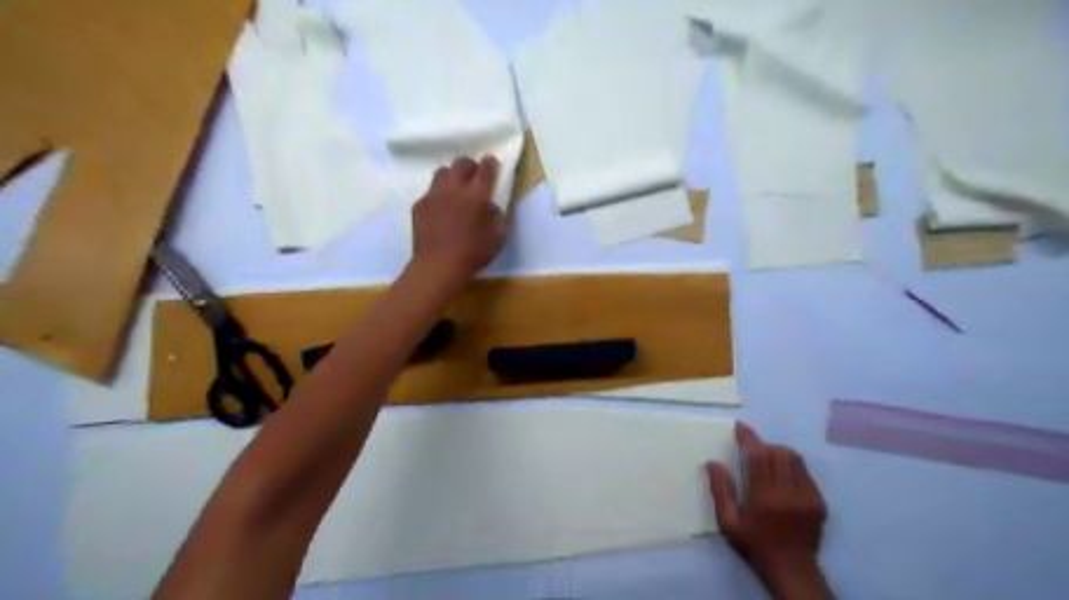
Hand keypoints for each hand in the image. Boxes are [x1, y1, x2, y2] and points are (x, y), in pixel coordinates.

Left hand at [411, 156, 505, 283]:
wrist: (438, 266)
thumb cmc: (473, 254)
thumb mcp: (498, 238)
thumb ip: (500, 218)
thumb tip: (495, 208)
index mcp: (477, 195)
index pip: (485, 168)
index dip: (490, 164)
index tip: (492, 166)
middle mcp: (455, 188)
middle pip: (461, 163)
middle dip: (470, 166)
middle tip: (474, 178)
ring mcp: (434, 194)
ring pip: (443, 172)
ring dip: (452, 176)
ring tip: (456, 189)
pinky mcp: (420, 204)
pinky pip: (431, 191)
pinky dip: (439, 194)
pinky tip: (442, 209)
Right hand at [709, 421, 833, 598]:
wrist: (792, 572)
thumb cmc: (754, 546)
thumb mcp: (728, 523)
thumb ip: (720, 490)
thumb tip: (712, 462)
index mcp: (764, 497)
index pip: (758, 456)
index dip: (748, 438)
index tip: (740, 427)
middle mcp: (788, 493)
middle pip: (779, 452)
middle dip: (764, 446)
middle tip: (752, 452)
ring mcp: (808, 497)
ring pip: (795, 459)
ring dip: (779, 454)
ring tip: (768, 463)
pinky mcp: (819, 502)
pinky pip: (806, 473)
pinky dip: (792, 468)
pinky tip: (783, 480)